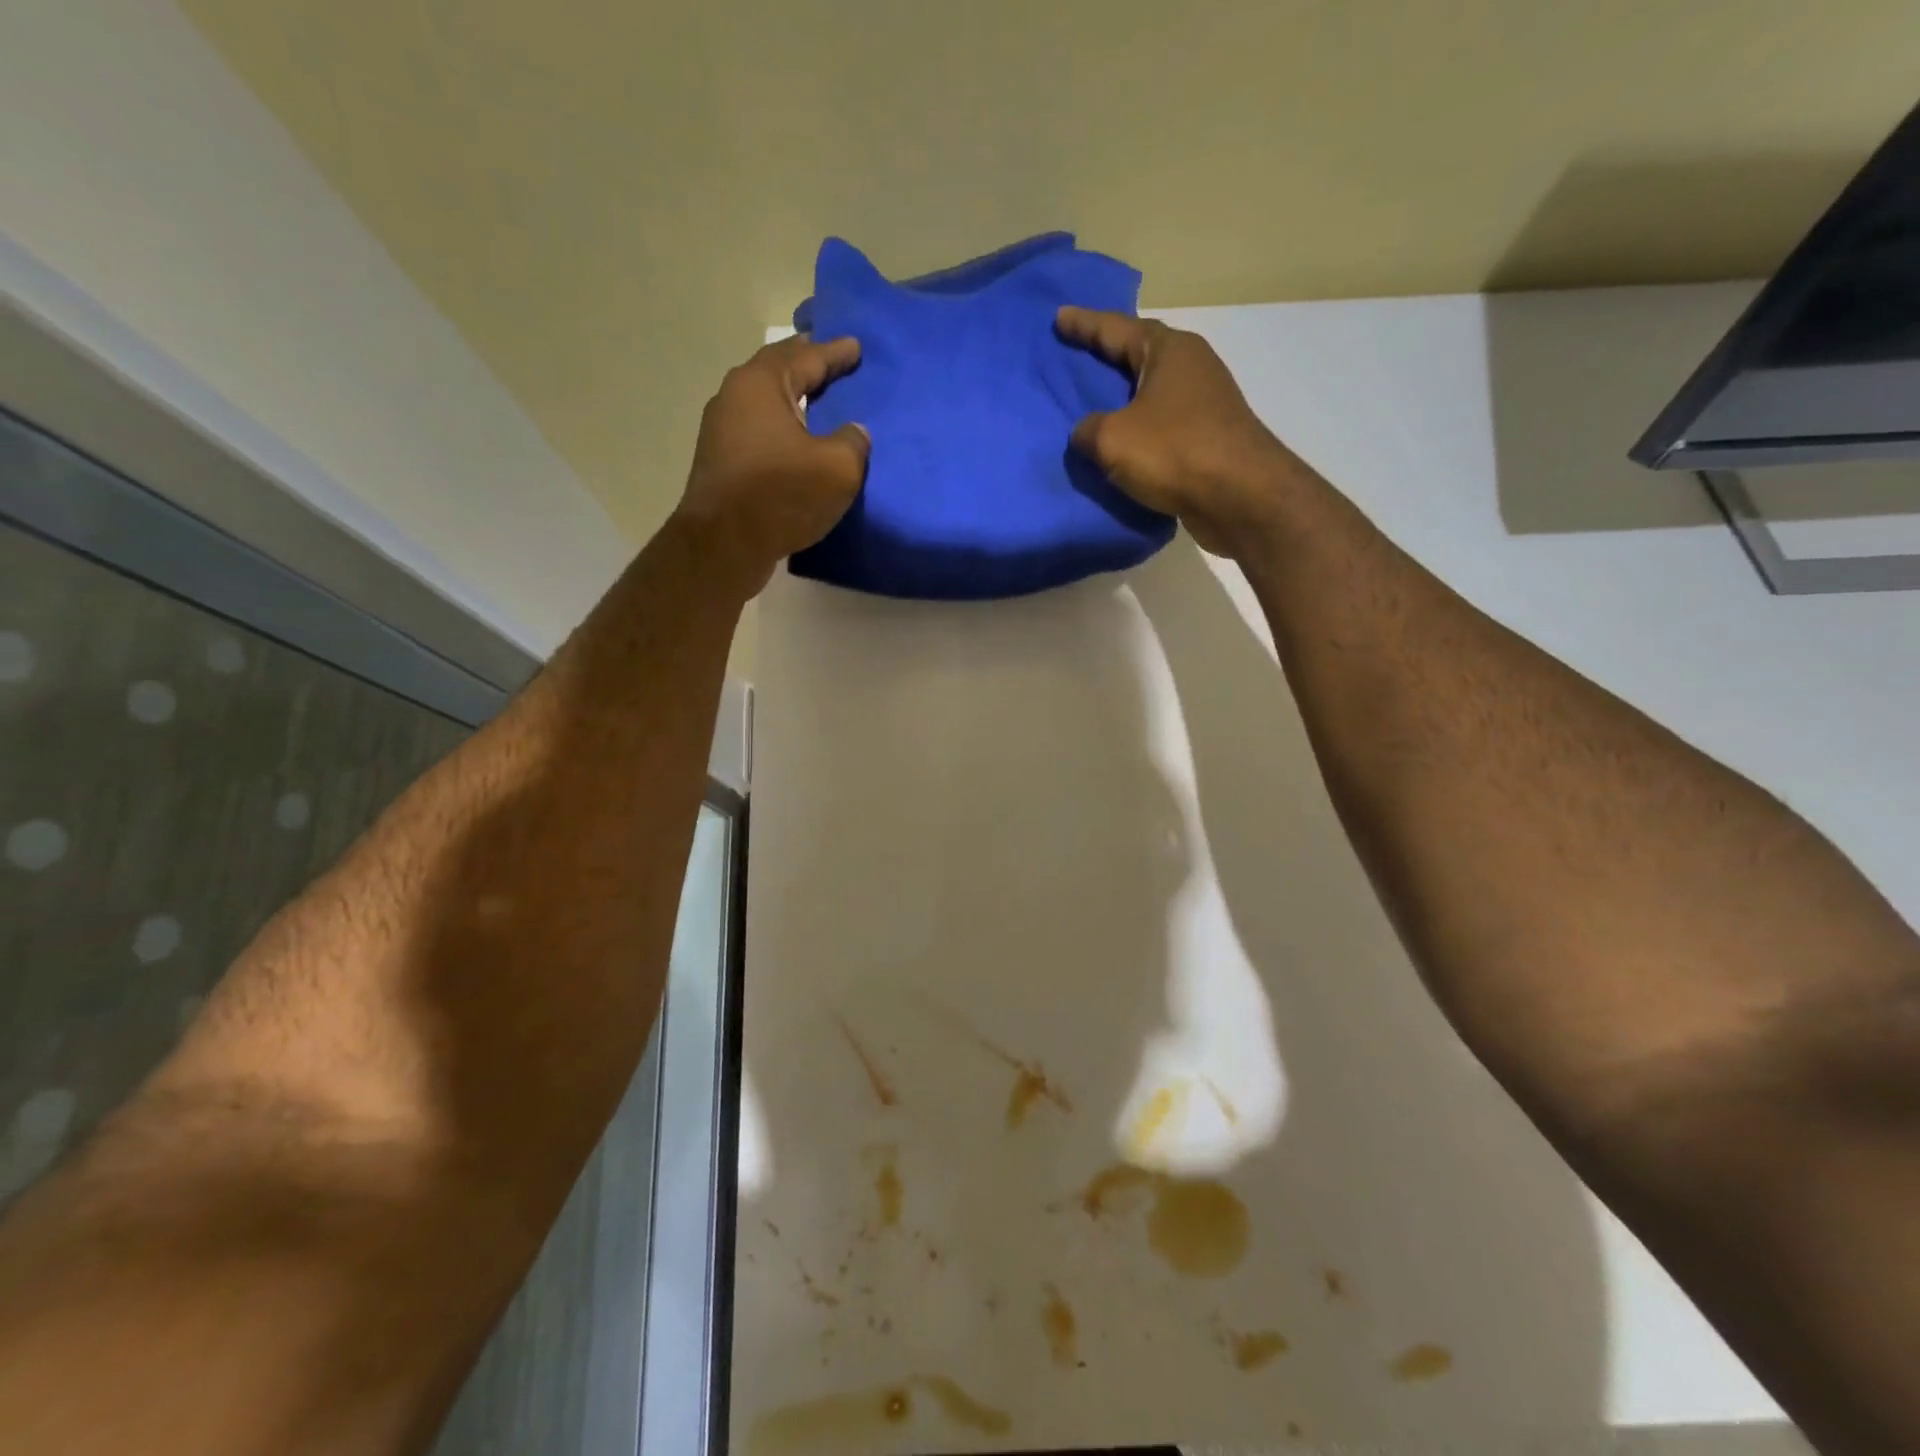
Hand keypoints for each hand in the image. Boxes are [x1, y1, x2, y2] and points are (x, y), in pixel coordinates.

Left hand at [673, 334, 869, 595]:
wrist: (723, 545)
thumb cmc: (781, 495)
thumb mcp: (837, 468)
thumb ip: (853, 442)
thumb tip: (854, 433)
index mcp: (761, 383)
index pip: (806, 356)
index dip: (835, 352)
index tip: (856, 346)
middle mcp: (735, 396)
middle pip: (778, 372)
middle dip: (807, 365)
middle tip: (833, 362)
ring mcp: (722, 431)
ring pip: (765, 404)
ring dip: (792, 400)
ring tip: (818, 401)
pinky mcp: (721, 463)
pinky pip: (759, 433)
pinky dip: (782, 430)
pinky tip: (797, 442)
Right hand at [1056, 307, 1310, 557]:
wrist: (1239, 496)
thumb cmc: (1174, 452)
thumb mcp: (1112, 439)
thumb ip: (1088, 430)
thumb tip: (1086, 433)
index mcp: (1168, 350)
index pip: (1116, 328)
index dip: (1084, 324)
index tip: (1059, 317)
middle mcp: (1191, 366)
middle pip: (1139, 355)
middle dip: (1108, 357)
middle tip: (1077, 358)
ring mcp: (1205, 403)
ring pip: (1153, 393)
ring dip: (1126, 399)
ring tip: (1096, 407)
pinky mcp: (1210, 438)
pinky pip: (1163, 426)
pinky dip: (1141, 432)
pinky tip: (1123, 445)